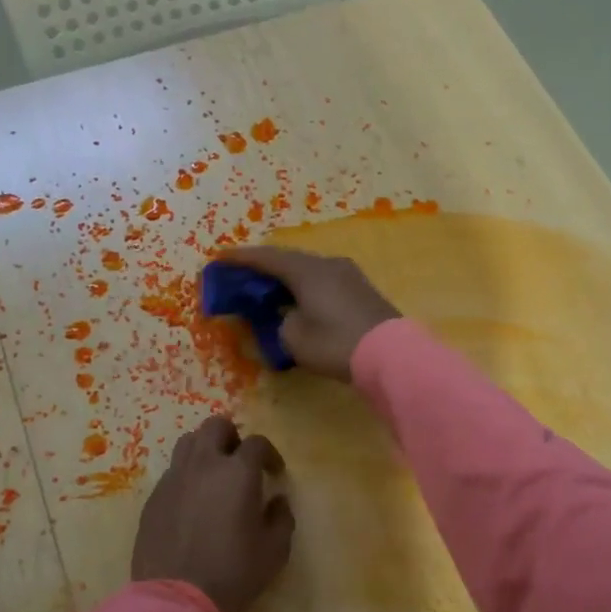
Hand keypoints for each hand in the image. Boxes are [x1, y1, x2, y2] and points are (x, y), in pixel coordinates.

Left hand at [132, 416, 293, 611]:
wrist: (175, 600)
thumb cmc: (232, 573)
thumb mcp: (274, 551)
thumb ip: (282, 518)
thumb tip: (277, 501)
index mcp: (237, 472)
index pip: (257, 442)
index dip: (269, 454)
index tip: (274, 473)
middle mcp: (204, 465)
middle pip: (216, 426)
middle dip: (232, 437)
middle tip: (240, 462)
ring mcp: (174, 479)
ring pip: (188, 442)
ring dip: (205, 449)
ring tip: (214, 475)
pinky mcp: (153, 498)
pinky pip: (172, 472)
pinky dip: (186, 476)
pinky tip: (192, 502)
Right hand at [221, 247, 400, 380]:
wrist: (390, 354)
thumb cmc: (335, 343)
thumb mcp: (294, 337)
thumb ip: (281, 321)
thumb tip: (289, 315)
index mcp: (306, 270)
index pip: (266, 257)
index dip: (241, 258)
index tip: (219, 257)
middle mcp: (327, 263)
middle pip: (289, 260)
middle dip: (264, 267)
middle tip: (242, 275)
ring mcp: (348, 274)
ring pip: (308, 270)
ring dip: (287, 278)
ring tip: (268, 289)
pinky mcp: (361, 290)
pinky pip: (323, 281)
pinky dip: (305, 287)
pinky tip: (298, 300)